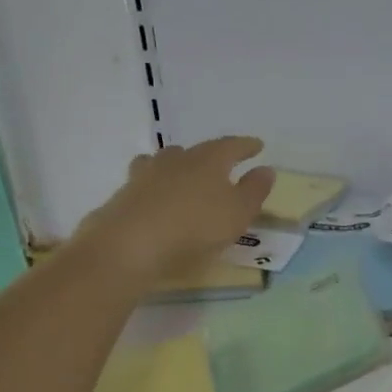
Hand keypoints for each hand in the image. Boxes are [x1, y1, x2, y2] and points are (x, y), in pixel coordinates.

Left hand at [72, 137, 275, 284]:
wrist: (130, 245)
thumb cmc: (194, 228)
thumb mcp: (237, 214)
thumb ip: (254, 191)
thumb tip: (266, 169)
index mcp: (208, 160)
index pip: (231, 146)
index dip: (246, 146)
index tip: (257, 146)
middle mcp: (177, 159)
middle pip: (196, 151)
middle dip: (210, 157)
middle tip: (221, 165)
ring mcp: (146, 174)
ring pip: (166, 162)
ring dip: (178, 167)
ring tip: (185, 178)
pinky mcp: (125, 194)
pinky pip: (146, 183)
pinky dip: (156, 188)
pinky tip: (157, 199)